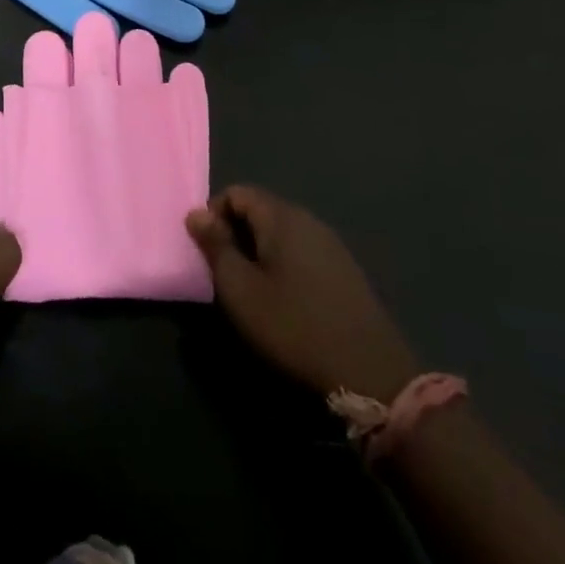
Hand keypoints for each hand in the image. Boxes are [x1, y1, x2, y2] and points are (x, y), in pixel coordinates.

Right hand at [187, 186, 418, 400]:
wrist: (369, 371)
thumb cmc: (294, 326)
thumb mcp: (241, 290)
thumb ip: (216, 247)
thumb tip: (196, 213)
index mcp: (282, 217)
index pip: (238, 192)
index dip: (214, 214)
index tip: (206, 250)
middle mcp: (309, 220)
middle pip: (261, 209)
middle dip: (235, 233)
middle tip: (224, 272)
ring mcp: (331, 244)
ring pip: (282, 232)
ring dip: (258, 250)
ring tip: (250, 288)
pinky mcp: (345, 270)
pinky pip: (302, 251)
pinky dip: (282, 263)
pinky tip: (283, 299)